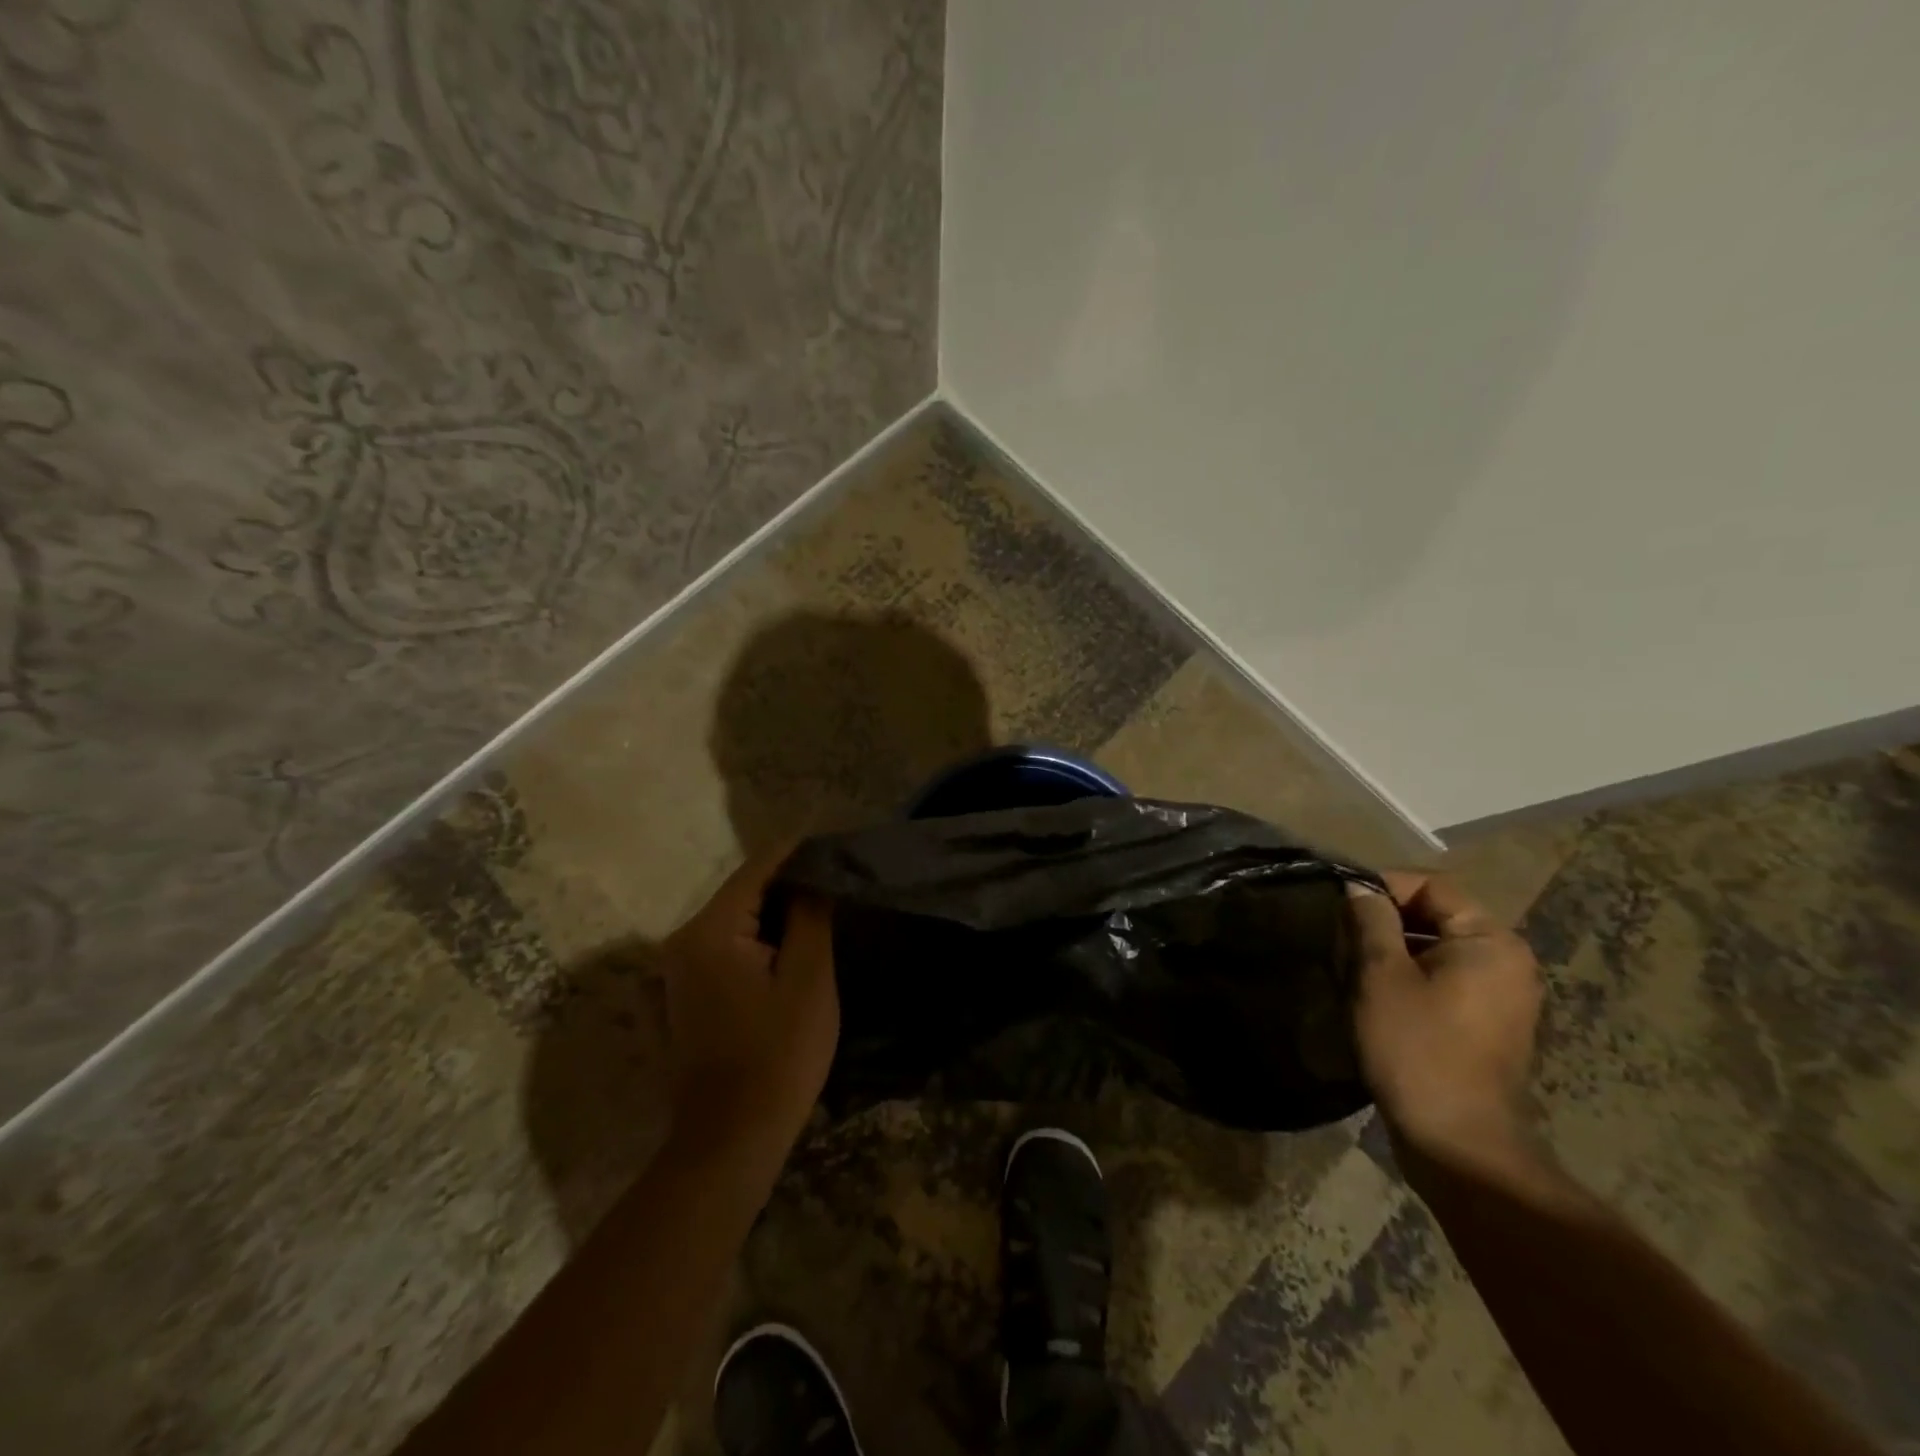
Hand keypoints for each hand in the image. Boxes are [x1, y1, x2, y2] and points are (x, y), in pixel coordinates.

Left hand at [658, 848, 838, 1148]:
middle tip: (836, 877)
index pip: (757, 870)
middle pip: (742, 893)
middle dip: (788, 882)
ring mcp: (676, 971)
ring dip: (774, 912)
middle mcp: (681, 942)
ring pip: (734, 921)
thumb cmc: (778, 1056)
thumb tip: (812, 877)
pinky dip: (757, 939)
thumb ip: (809, 917)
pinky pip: (725, 948)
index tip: (833, 839)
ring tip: (822, 905)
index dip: (797, 851)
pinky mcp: (682, 995)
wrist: (730, 1141)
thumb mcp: (808, 980)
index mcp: (708, 932)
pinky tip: (789, 947)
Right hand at [1348, 872, 1543, 1168]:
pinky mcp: (1489, 1025)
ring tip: (1352, 971)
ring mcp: (1503, 996)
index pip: (1431, 885)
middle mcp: (1507, 961)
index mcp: (1491, 941)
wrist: (1457, 1140)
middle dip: (1383, 923)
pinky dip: (1409, 978)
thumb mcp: (1381, 974)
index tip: (1340, 905)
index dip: (1382, 887)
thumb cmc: (1417, 1046)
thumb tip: (1359, 887)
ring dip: (1391, 952)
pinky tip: (1377, 998)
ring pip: (1435, 949)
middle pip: (1434, 915)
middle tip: (1341, 941)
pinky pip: (1444, 979)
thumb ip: (1370, 920)